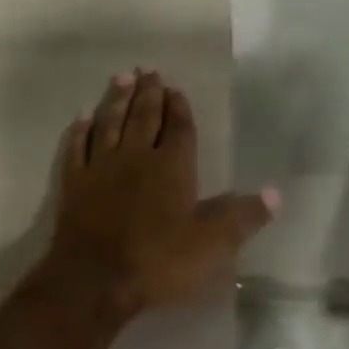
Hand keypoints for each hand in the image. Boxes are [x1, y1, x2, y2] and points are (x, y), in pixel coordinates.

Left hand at [43, 70, 276, 316]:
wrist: (95, 279)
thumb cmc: (158, 261)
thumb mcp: (212, 245)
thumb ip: (242, 217)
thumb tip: (275, 193)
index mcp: (172, 167)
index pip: (179, 128)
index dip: (179, 108)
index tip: (175, 89)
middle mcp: (135, 157)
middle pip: (143, 117)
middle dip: (148, 93)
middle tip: (147, 70)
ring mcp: (100, 168)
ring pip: (109, 123)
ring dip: (116, 100)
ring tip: (122, 78)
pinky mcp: (73, 184)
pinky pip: (76, 148)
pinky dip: (80, 130)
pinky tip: (82, 117)